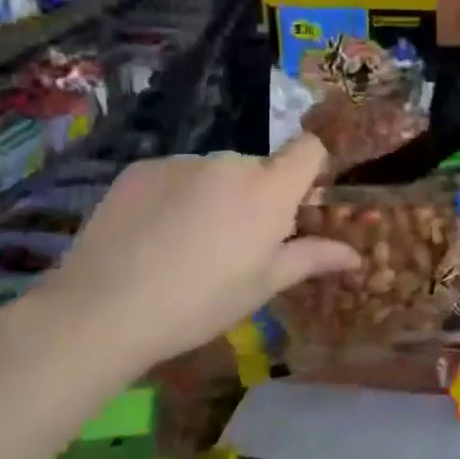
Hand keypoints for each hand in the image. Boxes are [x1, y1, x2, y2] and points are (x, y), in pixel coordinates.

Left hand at [35, 136, 357, 379]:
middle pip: (259, 167)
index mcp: (268, 190)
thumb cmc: (200, 303)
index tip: (299, 204)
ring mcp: (182, 161)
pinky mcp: (142, 168)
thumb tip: (355, 254)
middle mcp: (230, 162)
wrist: (103, 309)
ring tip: (188, 243)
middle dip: (258, 195)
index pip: (309, 149)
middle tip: (238, 243)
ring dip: (216, 195)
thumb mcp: (263, 286)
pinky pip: (177, 175)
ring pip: (216, 172)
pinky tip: (154, 235)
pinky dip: (176, 195)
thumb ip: (311, 258)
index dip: (311, 169)